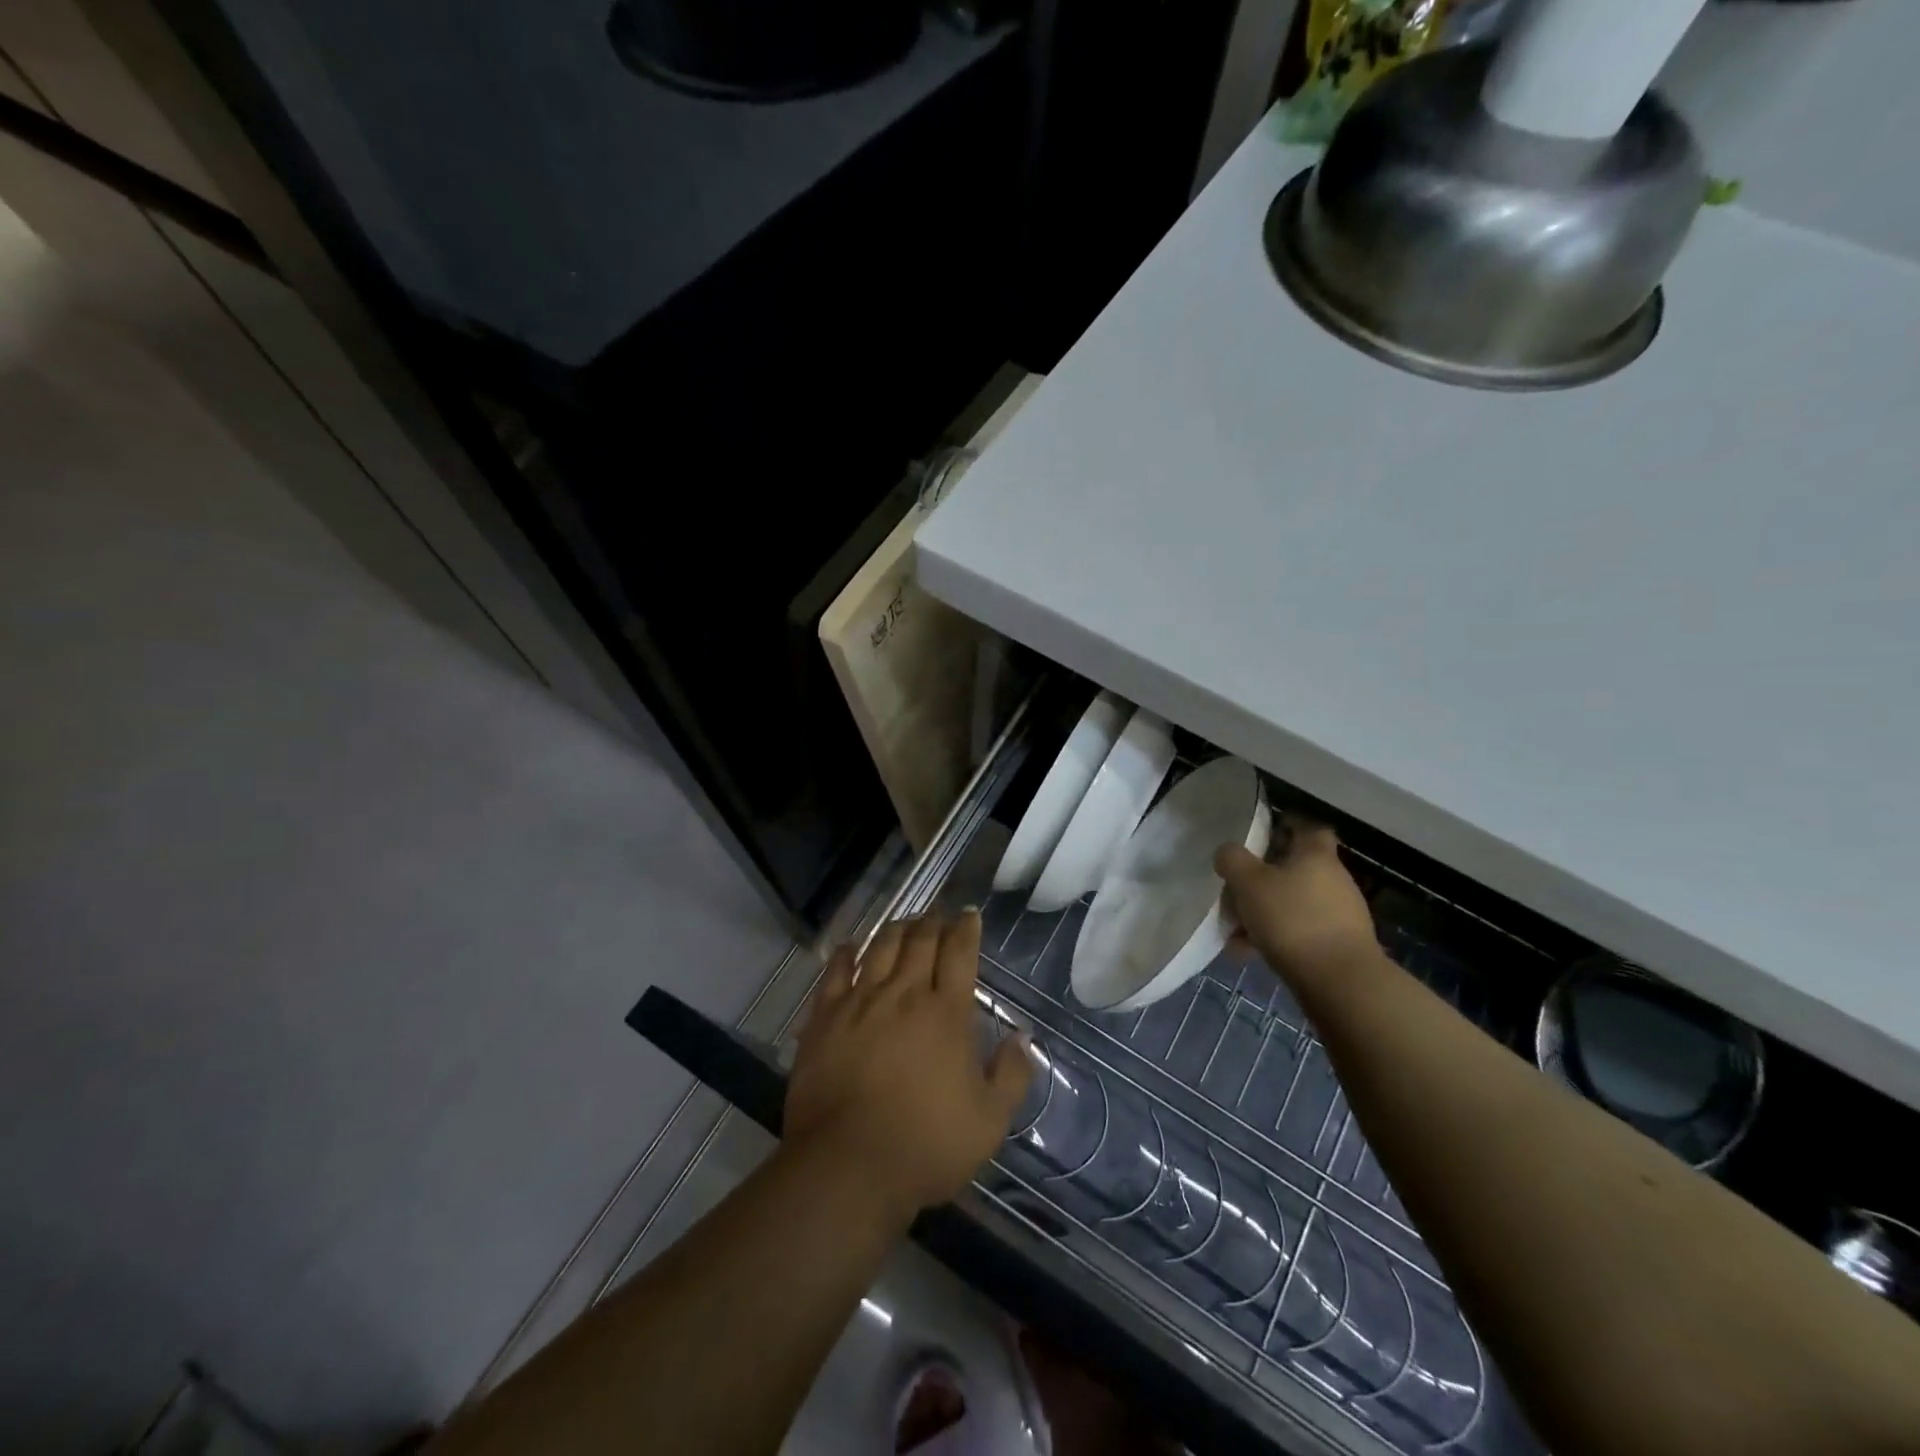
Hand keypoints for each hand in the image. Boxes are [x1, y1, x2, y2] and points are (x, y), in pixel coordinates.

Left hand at [785, 912, 1032, 1226]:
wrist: (847, 1165)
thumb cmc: (926, 1145)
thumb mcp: (989, 1122)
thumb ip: (1012, 1075)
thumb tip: (1022, 1036)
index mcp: (946, 1013)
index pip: (959, 954)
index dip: (966, 929)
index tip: (969, 914)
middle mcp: (904, 994)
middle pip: (920, 941)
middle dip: (933, 922)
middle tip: (939, 914)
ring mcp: (860, 1002)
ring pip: (881, 948)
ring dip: (896, 929)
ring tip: (904, 922)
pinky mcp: (825, 1017)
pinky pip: (836, 972)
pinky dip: (847, 953)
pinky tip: (853, 946)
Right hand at [1216, 818, 1377, 985]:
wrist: (1340, 982)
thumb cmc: (1292, 919)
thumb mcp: (1249, 883)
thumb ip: (1232, 860)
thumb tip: (1227, 852)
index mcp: (1315, 855)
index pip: (1307, 827)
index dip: (1286, 825)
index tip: (1262, 832)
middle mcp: (1334, 879)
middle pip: (1294, 868)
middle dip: (1262, 878)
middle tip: (1235, 889)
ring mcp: (1340, 914)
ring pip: (1293, 902)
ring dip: (1265, 911)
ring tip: (1234, 930)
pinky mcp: (1338, 945)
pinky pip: (1299, 931)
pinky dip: (1275, 936)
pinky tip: (1249, 952)